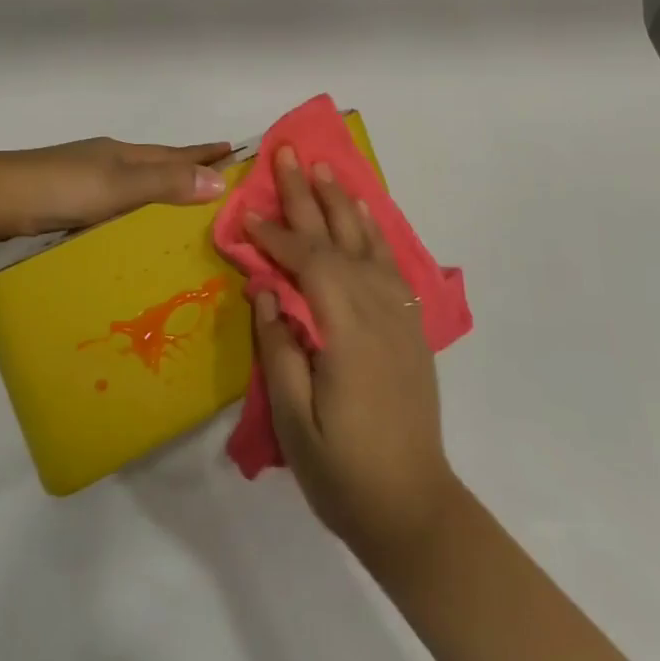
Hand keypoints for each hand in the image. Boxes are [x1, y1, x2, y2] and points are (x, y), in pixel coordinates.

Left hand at [0, 137, 233, 242]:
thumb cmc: (60, 189)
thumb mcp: (118, 187)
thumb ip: (164, 183)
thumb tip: (219, 180)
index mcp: (122, 154)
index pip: (174, 153)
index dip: (204, 153)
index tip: (235, 151)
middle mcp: (107, 160)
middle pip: (156, 162)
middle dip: (186, 167)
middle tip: (216, 177)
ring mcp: (84, 177)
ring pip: (133, 180)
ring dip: (159, 185)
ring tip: (180, 200)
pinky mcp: (65, 197)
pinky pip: (113, 198)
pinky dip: (132, 204)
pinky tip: (129, 220)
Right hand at [247, 149, 461, 571]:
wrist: (414, 508)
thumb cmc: (343, 470)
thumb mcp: (294, 419)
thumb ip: (278, 346)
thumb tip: (264, 287)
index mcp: (347, 329)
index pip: (307, 262)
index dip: (275, 234)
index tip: (246, 212)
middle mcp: (377, 309)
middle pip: (337, 238)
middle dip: (307, 195)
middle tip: (287, 152)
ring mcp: (399, 314)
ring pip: (366, 242)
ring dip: (342, 201)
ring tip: (323, 168)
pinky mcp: (409, 325)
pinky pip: (389, 262)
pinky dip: (373, 230)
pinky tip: (362, 212)